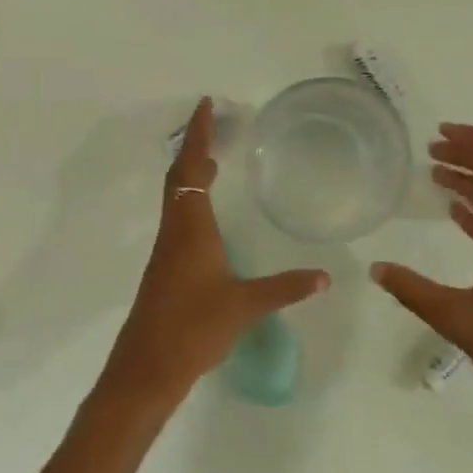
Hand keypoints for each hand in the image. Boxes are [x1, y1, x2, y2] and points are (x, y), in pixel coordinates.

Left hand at [94, 98, 329, 421]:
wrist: (147, 367)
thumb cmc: (193, 327)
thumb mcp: (244, 305)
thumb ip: (285, 288)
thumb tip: (325, 277)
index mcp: (190, 228)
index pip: (191, 169)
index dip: (197, 135)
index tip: (205, 106)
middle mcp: (174, 231)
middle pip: (178, 177)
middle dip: (193, 147)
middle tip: (215, 126)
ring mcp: (167, 250)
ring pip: (176, 199)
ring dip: (192, 174)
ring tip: (216, 164)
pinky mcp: (166, 269)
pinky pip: (179, 219)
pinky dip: (192, 201)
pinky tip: (210, 219)